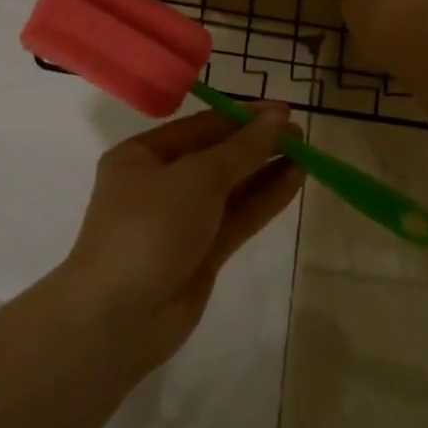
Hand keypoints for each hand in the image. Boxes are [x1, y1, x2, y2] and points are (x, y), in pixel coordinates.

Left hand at [61, 107, 305, 365]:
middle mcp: (159, 184)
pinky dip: (264, 200)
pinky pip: (237, 217)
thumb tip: (277, 119)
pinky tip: (294, 181)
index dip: (243, 117)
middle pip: (216, 157)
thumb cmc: (150, 228)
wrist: (120, 317)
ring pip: (230, 189)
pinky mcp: (201, 253)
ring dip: (265, 171)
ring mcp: (181, 221)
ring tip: (306, 153)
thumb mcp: (196, 178)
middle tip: (300, 133)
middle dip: (257, 144)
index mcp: (142, 156)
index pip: (200, 127)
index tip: (283, 110)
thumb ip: (242, 150)